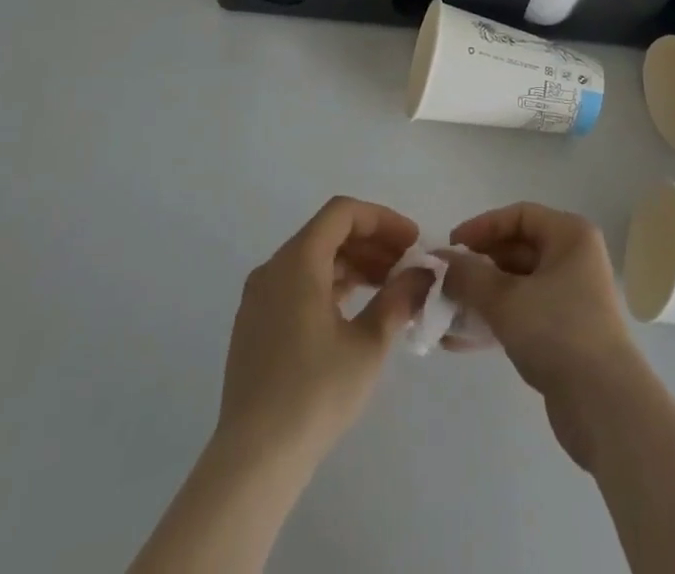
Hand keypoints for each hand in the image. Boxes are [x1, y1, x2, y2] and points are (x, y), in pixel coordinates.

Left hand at [215, 196, 430, 467]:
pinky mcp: (254, 325)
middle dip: (371, 243)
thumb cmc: (315, 393)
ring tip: (388, 287)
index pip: (343, 213)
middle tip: (407, 265)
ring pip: (313, 259)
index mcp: (298, 261)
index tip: (412, 242)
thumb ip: (398, 299)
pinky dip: (330, 284)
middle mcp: (273, 268)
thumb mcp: (368, 344)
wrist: (253, 461)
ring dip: (353, 264)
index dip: (382, 220)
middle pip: (328, 233)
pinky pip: (297, 284)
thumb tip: (422, 275)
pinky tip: (355, 310)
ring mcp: (258, 297)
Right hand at [437, 202, 650, 469]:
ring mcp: (570, 298)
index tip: (451, 246)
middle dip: (477, 266)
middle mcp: (573, 259)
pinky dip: (493, 322)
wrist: (604, 406)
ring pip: (516, 286)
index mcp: (570, 236)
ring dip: (480, 297)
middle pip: (516, 250)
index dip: (482, 227)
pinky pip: (521, 315)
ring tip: (442, 312)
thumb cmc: (558, 331)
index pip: (519, 216)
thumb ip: (468, 276)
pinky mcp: (563, 334)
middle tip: (442, 281)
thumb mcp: (506, 299)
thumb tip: (440, 262)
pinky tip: (457, 340)